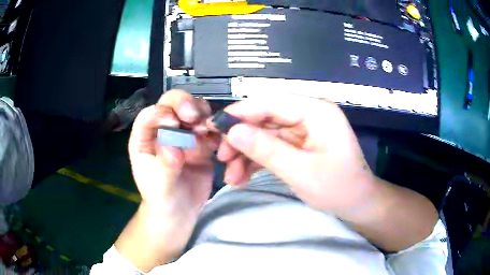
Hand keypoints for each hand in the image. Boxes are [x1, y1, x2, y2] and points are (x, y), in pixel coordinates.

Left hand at [124, 90, 216, 264]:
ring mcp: (184, 133)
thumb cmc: (162, 197)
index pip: (150, 114)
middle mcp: (164, 129)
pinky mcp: (202, 142)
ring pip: (194, 110)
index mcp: (145, 136)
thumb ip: (165, 164)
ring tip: (208, 132)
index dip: (162, 112)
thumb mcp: (159, 185)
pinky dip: (216, 130)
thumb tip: (174, 145)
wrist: (180, 211)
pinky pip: (211, 128)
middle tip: (195, 117)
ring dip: (203, 115)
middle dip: (184, 104)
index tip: (175, 122)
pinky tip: (219, 141)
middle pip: (172, 103)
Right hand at [215, 95, 375, 215]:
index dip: (240, 113)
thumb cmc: (338, 188)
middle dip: (241, 139)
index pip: (270, 102)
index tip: (214, 128)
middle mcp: (308, 114)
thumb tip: (232, 132)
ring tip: (231, 176)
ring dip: (246, 153)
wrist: (358, 203)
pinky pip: (272, 146)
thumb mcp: (300, 171)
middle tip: (222, 158)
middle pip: (265, 118)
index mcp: (315, 111)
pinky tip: (243, 176)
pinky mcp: (300, 144)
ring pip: (265, 134)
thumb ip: (266, 149)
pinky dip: (257, 160)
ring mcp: (303, 129)